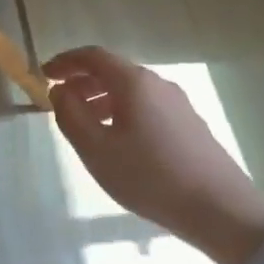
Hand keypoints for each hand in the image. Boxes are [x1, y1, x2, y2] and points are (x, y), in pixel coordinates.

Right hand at [44, 46, 263, 263]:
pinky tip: (117, 141)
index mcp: (133, 82)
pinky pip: (145, 106)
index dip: (65, 62)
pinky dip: (121, 112)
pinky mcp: (188, 124)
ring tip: (84, 125)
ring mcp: (177, 103)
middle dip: (82, 81)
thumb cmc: (149, 176)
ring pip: (130, 91)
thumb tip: (60, 91)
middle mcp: (157, 83)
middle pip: (113, 71)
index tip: (44, 74)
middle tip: (59, 102)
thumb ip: (71, 115)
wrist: (219, 208)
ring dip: (101, 99)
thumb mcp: (96, 149)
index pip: (92, 56)